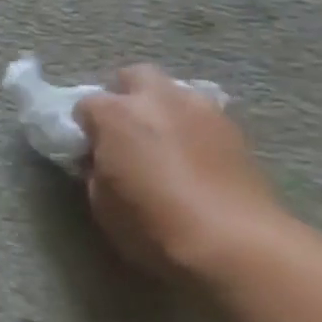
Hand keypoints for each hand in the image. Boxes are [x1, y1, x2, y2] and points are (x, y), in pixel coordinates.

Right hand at [74, 67, 285, 281]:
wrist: (236, 245)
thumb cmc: (152, 224)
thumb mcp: (101, 201)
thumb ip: (95, 169)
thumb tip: (101, 159)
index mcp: (116, 113)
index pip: (86, 105)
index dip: (85, 127)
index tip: (89, 150)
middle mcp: (158, 100)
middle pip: (135, 76)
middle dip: (126, 95)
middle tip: (125, 130)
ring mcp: (202, 111)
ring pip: (176, 91)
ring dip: (164, 109)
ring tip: (164, 142)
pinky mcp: (237, 131)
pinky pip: (205, 117)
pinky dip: (194, 129)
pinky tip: (194, 157)